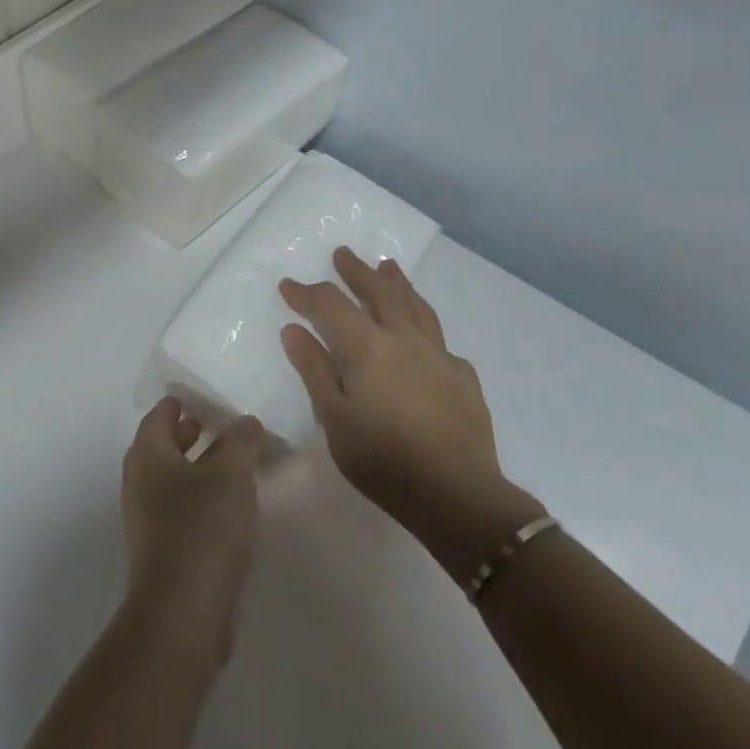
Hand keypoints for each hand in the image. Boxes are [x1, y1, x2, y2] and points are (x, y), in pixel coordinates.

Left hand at [120, 400, 265, 664]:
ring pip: (172, 478)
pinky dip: (201, 497)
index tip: (210, 397)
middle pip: (163, 444)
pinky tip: (231, 507)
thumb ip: (241, 442)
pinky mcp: (162, 548)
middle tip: (224, 426)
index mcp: (147, 453)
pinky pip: (181, 508)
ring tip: (235, 464)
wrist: (182, 613)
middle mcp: (140, 480)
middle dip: (191, 433)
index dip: (183, 402)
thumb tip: (245, 421)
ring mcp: (147, 517)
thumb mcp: (231, 475)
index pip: (160, 414)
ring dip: (199, 466)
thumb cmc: (202, 529)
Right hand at [279, 247, 542, 581]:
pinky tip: (424, 335)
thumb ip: (314, 369)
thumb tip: (293, 329)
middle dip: (357, 271)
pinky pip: (440, 340)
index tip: (287, 285)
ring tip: (388, 266)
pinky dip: (425, 326)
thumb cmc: (383, 458)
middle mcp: (403, 339)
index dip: (307, 292)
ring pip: (416, 306)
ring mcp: (438, 355)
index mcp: (367, 346)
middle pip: (379, 292)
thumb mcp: (334, 417)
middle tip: (343, 254)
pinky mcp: (463, 377)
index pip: (330, 305)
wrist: (458, 494)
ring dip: (397, 283)